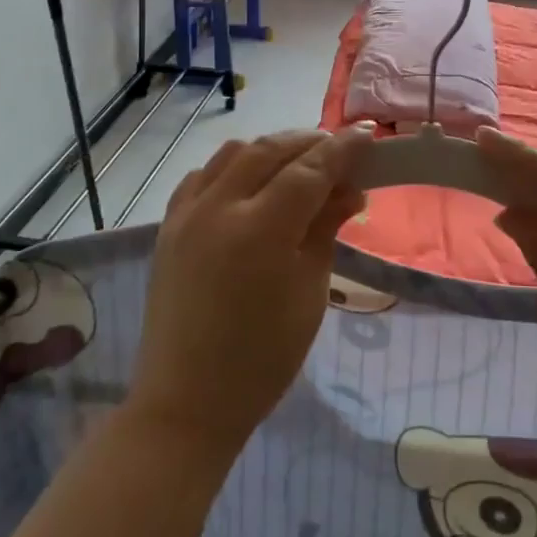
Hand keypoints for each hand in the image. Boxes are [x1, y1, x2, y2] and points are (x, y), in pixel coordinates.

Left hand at [129, 127, 372, 466]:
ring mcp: (187, 213)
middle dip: (310, 142)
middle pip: (270, 150)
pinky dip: (233, 167)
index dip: (342, 150)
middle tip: (340, 150)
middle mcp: (219, 208)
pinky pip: (203, 175)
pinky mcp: (168, 226)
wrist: (187, 402)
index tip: (367, 135)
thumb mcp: (309, 293)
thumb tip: (350, 191)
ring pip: (233, 153)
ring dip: (271, 149)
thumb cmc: (263, 359)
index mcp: (261, 230)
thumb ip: (325, 230)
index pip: (309, 170)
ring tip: (299, 162)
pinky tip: (250, 182)